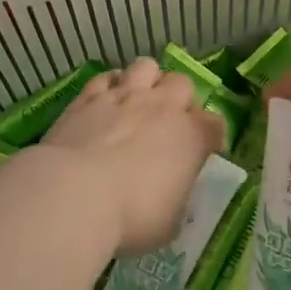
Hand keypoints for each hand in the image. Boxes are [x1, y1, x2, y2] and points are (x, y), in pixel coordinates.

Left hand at [36, 58, 222, 252]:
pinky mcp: (88, 96)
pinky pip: (105, 77)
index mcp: (191, 136)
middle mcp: (162, 106)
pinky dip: (110, 85)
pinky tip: (105, 100)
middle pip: (183, 83)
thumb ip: (176, 198)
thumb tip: (173, 192)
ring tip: (138, 101)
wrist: (75, 193)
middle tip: (168, 123)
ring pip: (146, 66)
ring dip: (147, 81)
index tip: (203, 152)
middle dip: (180, 99)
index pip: (215, 124)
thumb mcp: (169, 223)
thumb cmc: (132, 217)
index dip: (211, 137)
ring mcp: (124, 95)